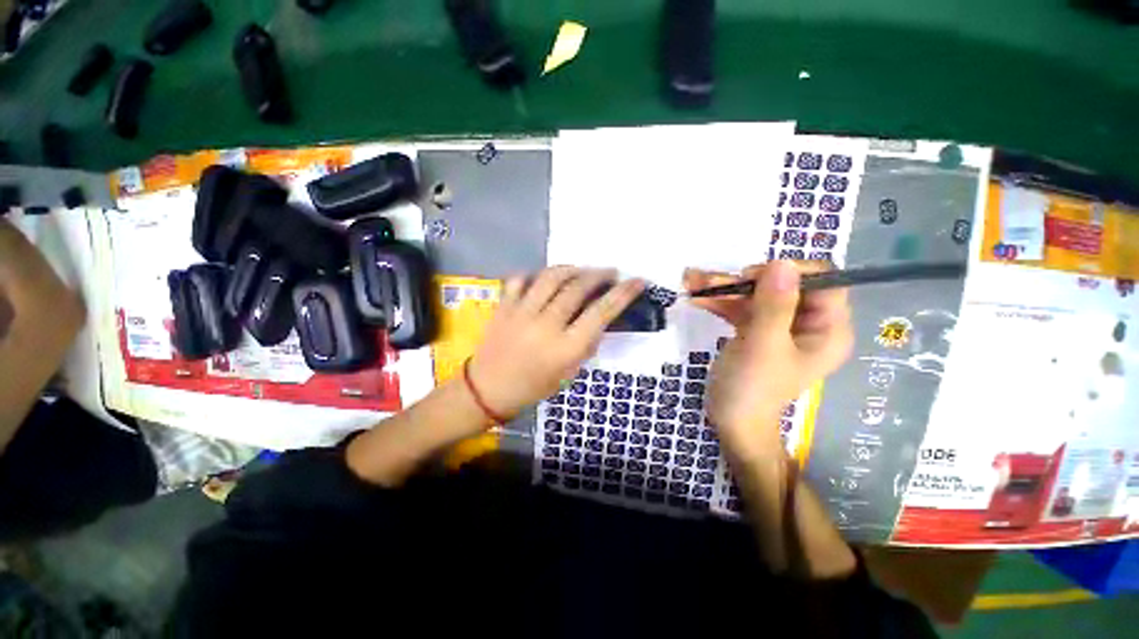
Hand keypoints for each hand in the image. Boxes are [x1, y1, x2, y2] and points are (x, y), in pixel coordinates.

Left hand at [468, 266, 644, 418]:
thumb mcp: (568, 372)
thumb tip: (599, 319)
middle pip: (577, 288)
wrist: (488, 390)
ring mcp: (520, 313)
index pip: (601, 313)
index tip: (637, 281)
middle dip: (599, 275)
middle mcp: (545, 326)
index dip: (623, 294)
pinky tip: (545, 278)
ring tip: (582, 270)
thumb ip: (586, 344)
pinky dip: (535, 274)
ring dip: (572, 269)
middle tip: (610, 272)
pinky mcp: (503, 306)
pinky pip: (520, 279)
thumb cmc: (534, 387)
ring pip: (551, 277)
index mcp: (565, 348)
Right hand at [684, 260, 852, 458]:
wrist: (731, 421)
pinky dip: (718, 301)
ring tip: (691, 283)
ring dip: (723, 288)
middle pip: (780, 285)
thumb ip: (774, 305)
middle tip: (708, 282)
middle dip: (742, 281)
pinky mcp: (756, 330)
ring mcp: (779, 325)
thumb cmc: (752, 388)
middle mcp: (808, 322)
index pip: (824, 281)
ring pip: (755, 294)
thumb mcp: (762, 346)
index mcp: (827, 329)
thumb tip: (781, 262)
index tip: (753, 276)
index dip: (789, 271)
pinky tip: (695, 297)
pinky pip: (740, 307)